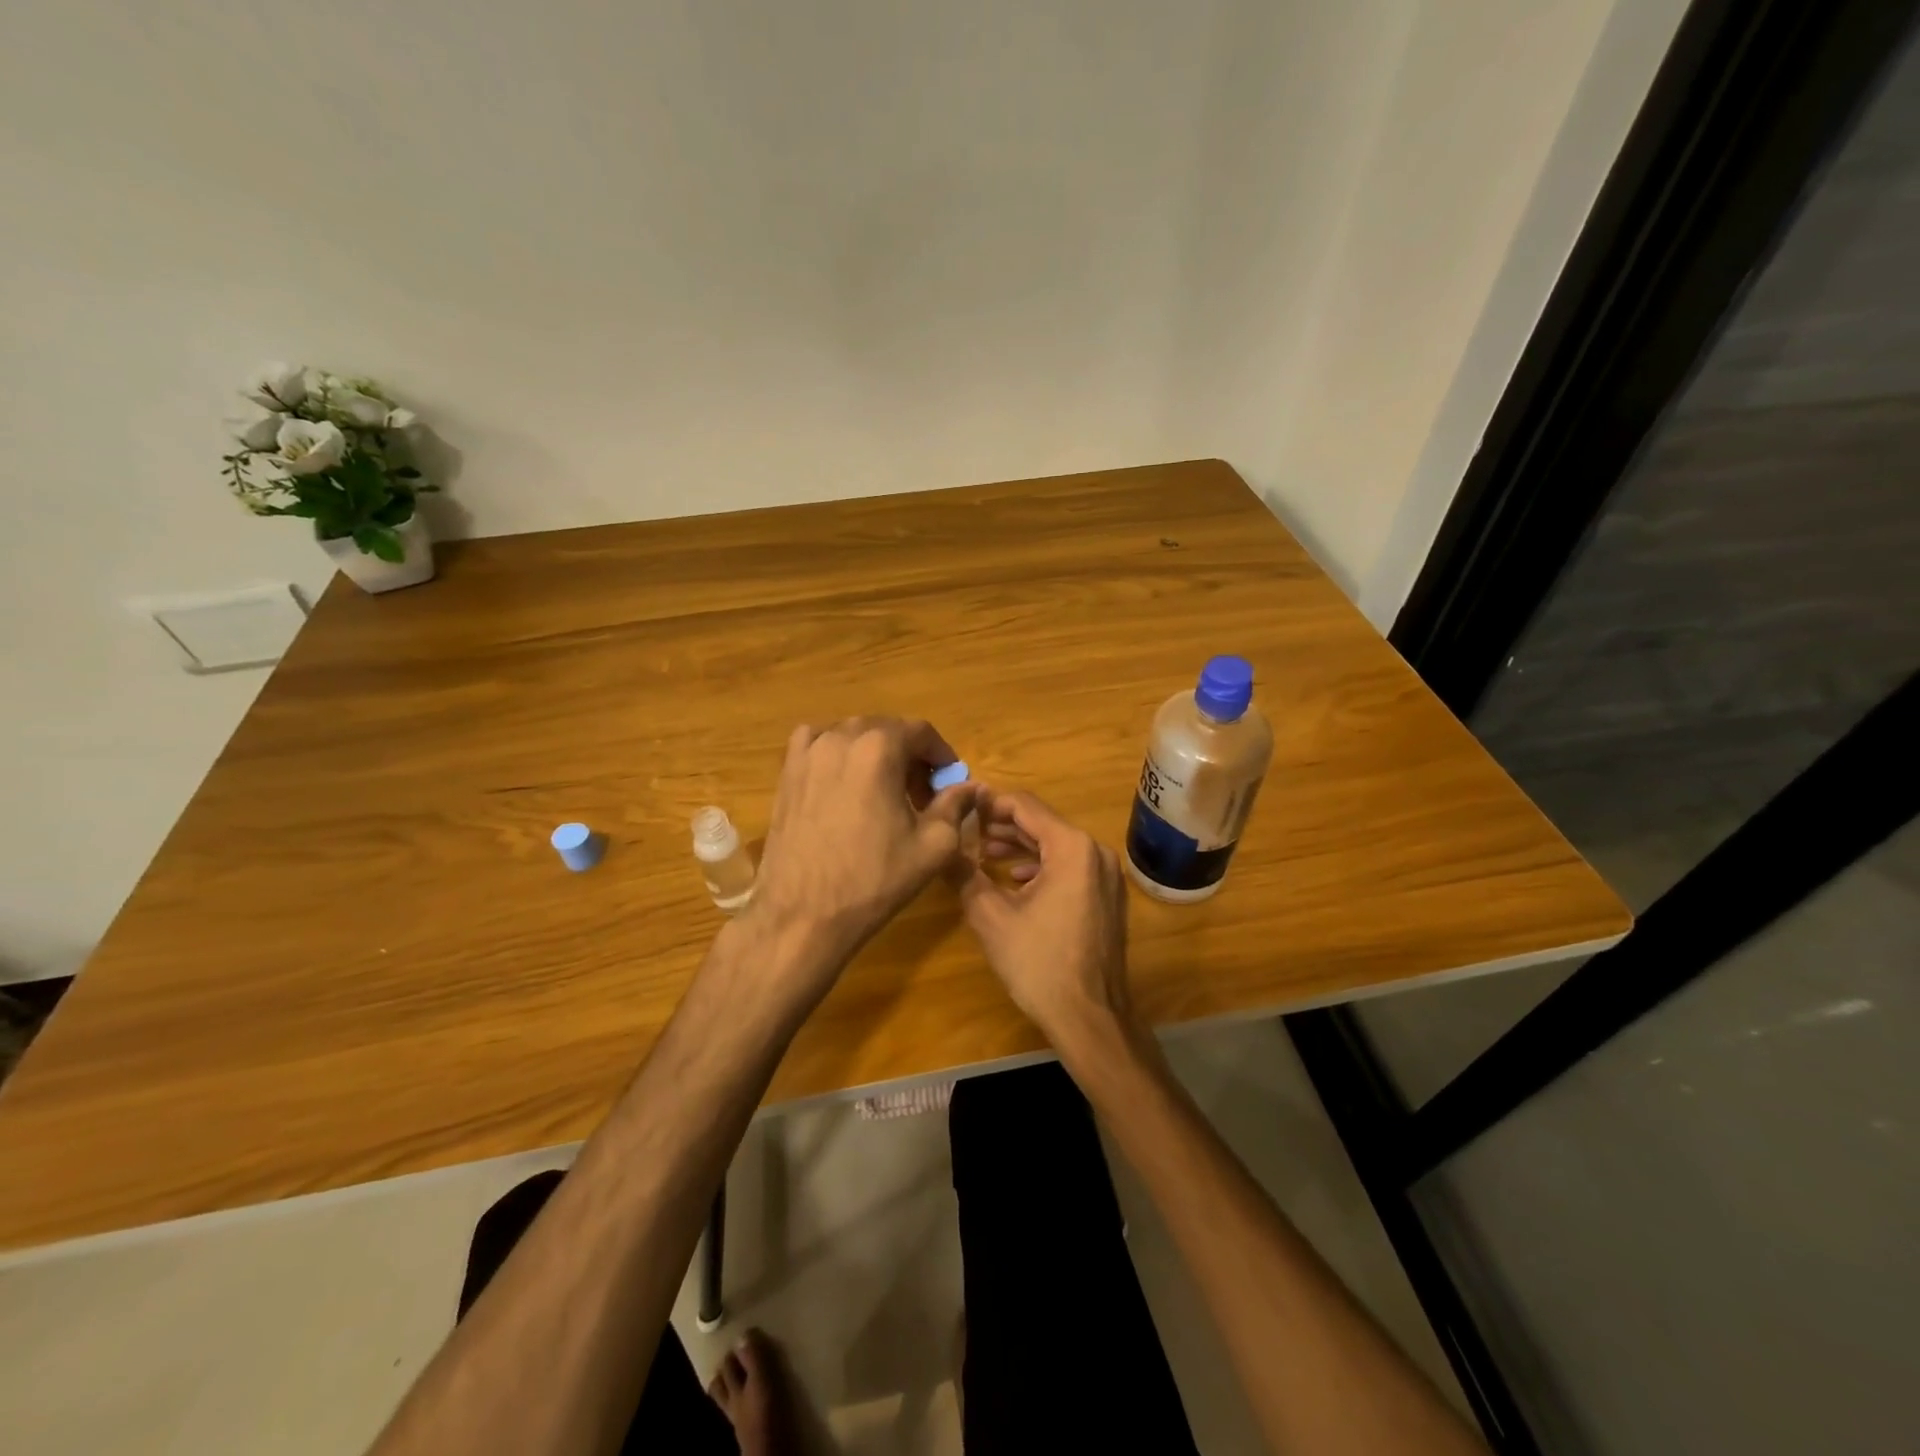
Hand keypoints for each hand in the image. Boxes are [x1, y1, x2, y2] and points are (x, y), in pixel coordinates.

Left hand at [746, 717, 975, 989]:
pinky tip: (844, 782)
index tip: (950, 782)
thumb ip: (956, 805)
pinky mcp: (786, 772)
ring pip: (853, 735)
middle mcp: (840, 738)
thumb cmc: (874, 880)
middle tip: (922, 795)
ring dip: (876, 754)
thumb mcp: (933, 845)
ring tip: (884, 791)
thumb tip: (970, 787)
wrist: (803, 915)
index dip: (942, 755)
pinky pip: (818, 744)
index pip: (921, 732)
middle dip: (910, 756)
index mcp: (879, 749)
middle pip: (887, 730)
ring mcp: (807, 753)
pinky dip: (837, 752)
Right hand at [960, 788, 1137, 1057]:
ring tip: (983, 856)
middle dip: (1003, 827)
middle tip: (968, 834)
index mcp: (1072, 847)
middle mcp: (1096, 852)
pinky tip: (1015, 880)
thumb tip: (940, 848)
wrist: (1089, 1017)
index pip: (1025, 806)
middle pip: (1042, 823)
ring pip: (1057, 845)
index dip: (990, 804)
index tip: (961, 809)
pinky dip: (1041, 866)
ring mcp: (1106, 875)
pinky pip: (1070, 867)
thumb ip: (963, 874)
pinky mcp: (1107, 896)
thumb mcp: (990, 916)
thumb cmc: (1039, 963)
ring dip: (1020, 847)